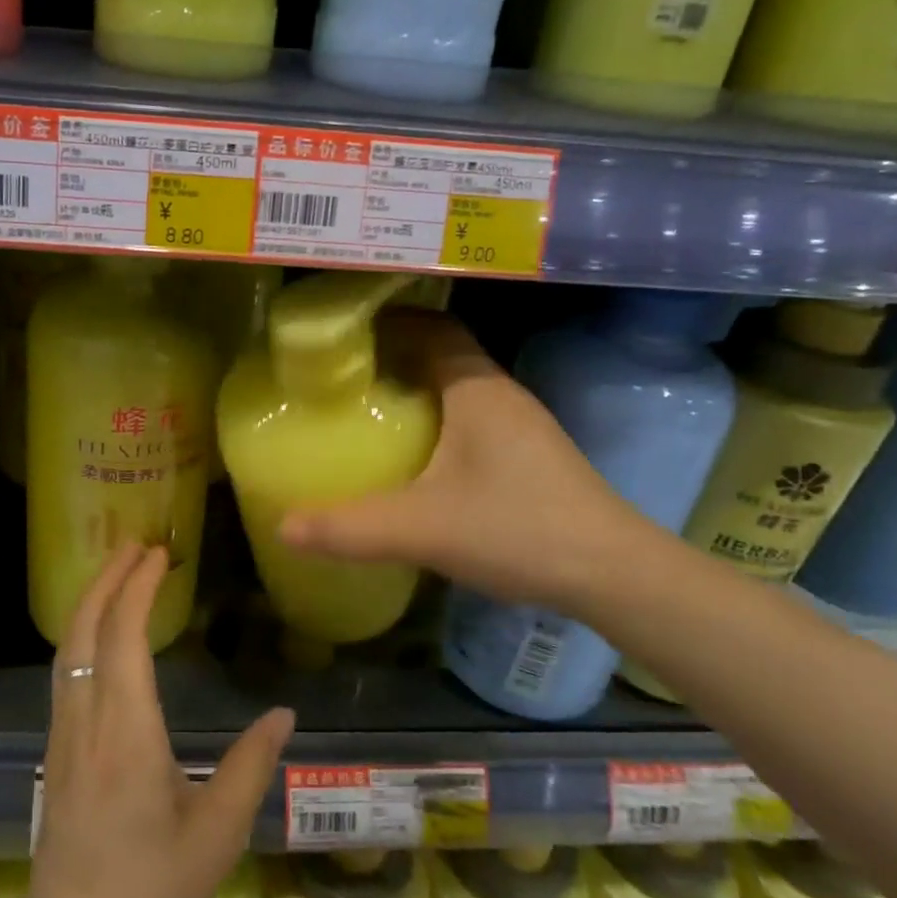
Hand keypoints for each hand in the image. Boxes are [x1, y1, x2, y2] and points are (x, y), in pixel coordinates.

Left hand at [0, 544, 293, 897]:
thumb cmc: (150, 889)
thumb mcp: (217, 834)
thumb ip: (252, 767)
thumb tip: (285, 713)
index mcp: (126, 732)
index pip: (123, 637)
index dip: (138, 587)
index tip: (159, 555)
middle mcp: (86, 720)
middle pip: (84, 629)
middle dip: (106, 578)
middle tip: (136, 544)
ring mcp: (62, 734)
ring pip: (67, 648)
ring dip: (90, 601)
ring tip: (118, 572)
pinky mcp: (54, 750)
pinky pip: (64, 671)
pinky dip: (82, 632)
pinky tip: (100, 633)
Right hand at [278, 312, 651, 621]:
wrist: (614, 575)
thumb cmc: (517, 529)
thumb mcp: (423, 529)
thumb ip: (350, 528)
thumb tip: (282, 526)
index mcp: (476, 389)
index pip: (430, 328)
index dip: (386, 322)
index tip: (339, 335)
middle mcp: (499, 394)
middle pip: (439, 354)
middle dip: (391, 357)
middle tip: (338, 375)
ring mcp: (519, 425)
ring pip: (456, 388)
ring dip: (415, 390)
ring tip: (365, 410)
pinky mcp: (527, 456)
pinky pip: (469, 418)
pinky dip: (435, 420)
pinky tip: (413, 456)